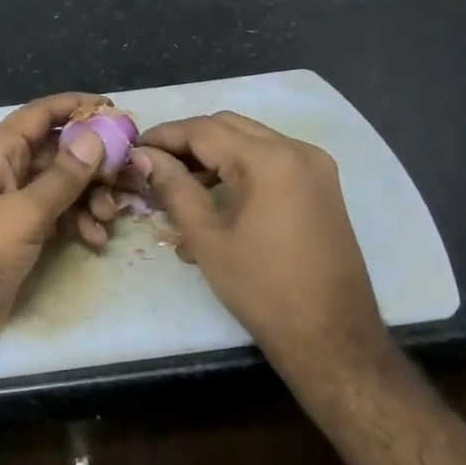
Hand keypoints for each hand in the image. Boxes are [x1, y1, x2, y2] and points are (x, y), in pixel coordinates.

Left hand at [0, 93, 111, 364]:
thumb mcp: (24, 213)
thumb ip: (62, 176)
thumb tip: (94, 137)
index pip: (41, 114)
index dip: (76, 107)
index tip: (115, 110)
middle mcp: (3, 169)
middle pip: (57, 150)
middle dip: (93, 162)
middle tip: (127, 177)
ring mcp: (10, 203)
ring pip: (60, 185)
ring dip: (88, 196)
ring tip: (109, 217)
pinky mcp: (17, 233)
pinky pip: (54, 214)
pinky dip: (76, 222)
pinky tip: (95, 239)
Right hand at [136, 113, 386, 364]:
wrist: (331, 337)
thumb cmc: (262, 289)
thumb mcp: (207, 237)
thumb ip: (173, 187)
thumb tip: (143, 155)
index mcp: (270, 160)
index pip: (205, 130)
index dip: (165, 136)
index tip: (133, 148)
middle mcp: (298, 150)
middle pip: (229, 127)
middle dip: (188, 141)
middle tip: (152, 163)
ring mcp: (315, 167)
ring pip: (251, 140)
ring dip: (213, 153)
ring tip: (177, 182)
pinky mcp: (321, 187)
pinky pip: (271, 161)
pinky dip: (239, 167)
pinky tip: (214, 195)